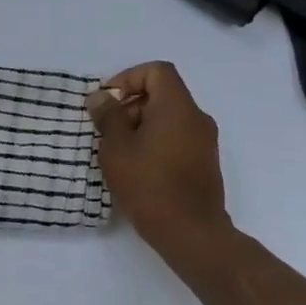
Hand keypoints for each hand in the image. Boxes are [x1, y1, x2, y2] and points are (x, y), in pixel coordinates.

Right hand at [87, 62, 235, 262]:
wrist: (191, 233)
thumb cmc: (149, 185)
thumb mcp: (117, 148)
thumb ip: (108, 117)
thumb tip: (100, 97)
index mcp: (177, 108)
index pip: (157, 71)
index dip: (128, 78)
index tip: (108, 102)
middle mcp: (197, 118)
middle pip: (162, 94)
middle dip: (131, 105)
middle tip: (107, 131)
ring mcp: (205, 142)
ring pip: (169, 118)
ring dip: (141, 126)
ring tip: (118, 153)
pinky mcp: (204, 163)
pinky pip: (177, 137)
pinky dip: (155, 141)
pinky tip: (137, 168)